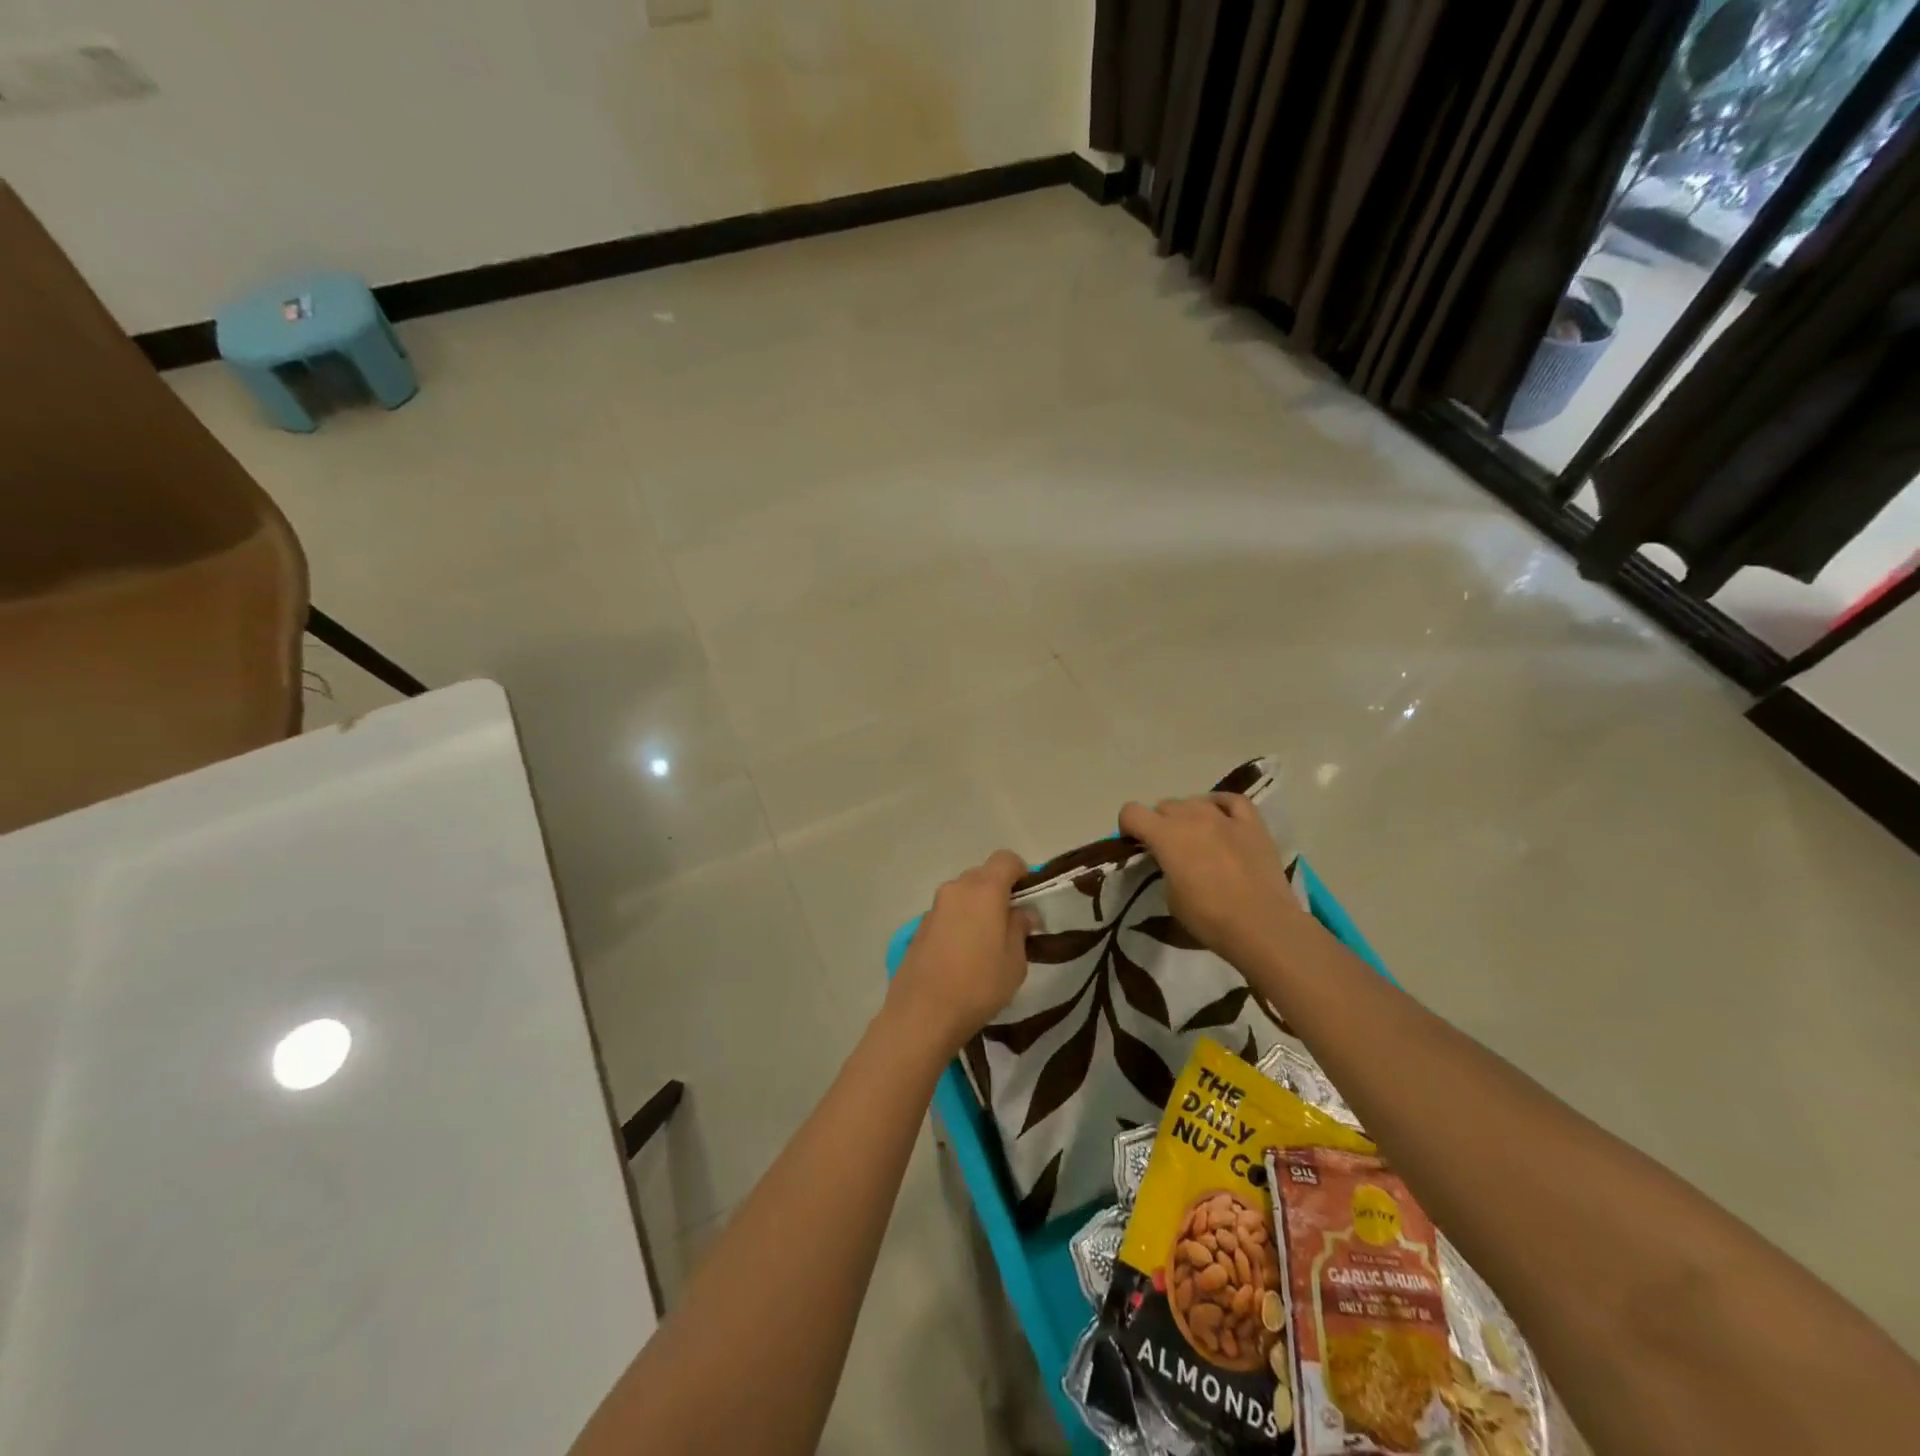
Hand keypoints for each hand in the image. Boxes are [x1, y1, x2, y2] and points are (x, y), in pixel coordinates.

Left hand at [884, 850, 1032, 1056]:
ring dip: (977, 908)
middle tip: (1011, 925)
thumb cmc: (979, 984)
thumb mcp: (1015, 961)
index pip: (1006, 859)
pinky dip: (959, 922)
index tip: (1028, 900)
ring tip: (986, 945)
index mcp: (984, 889)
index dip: (1022, 873)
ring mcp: (934, 906)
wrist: (922, 1013)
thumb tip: (1022, 913)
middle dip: (999, 892)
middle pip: (983, 875)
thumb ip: (1020, 928)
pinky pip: (948, 913)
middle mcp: (956, 889)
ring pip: (964, 894)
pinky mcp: (920, 926)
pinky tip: (963, 956)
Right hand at [1118, 795, 1308, 965]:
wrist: (1262, 925)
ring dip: (1189, 816)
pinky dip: (1221, 805)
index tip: (1135, 844)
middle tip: (1168, 848)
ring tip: (1197, 838)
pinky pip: (1232, 801)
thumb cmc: (1209, 917)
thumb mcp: (1170, 896)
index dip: (1129, 827)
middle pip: (1164, 806)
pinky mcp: (1253, 824)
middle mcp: (1192, 816)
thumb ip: (1164, 867)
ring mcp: (1224, 817)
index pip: (1131, 812)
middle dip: (1160, 823)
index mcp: (1165, 835)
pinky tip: (1221, 818)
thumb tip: (1170, 860)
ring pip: (1195, 801)